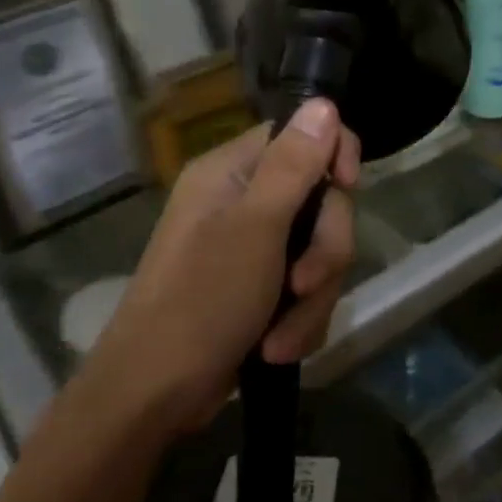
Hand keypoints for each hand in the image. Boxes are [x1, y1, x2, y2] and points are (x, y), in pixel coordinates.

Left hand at [86, 98, 360, 431]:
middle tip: (301, 284)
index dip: (335, 156)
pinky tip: (276, 347)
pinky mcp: (261, 289)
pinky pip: (308, 289)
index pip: (303, 135)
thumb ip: (294, 164)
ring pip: (321, 253)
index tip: (347, 186)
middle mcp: (245, 201)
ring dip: (311, 299)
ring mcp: (254, 248)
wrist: (153, 397)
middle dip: (323, 253)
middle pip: (323, 202)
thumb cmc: (200, 302)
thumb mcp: (256, 228)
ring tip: (280, 337)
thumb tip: (325, 103)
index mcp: (233, 172)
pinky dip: (300, 321)